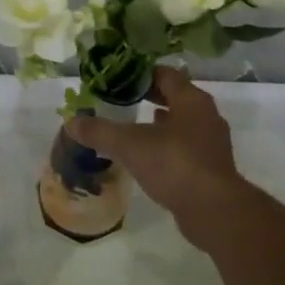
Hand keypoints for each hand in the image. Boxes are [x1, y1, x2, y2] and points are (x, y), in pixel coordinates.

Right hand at [66, 66, 247, 250]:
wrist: (213, 210)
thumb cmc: (174, 164)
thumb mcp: (129, 145)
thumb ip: (100, 131)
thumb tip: (71, 122)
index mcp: (191, 100)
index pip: (166, 75)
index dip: (142, 74)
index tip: (120, 80)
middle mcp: (206, 115)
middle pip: (176, 97)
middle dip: (151, 97)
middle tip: (123, 100)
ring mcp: (212, 143)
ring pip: (183, 123)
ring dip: (161, 122)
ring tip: (134, 126)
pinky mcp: (212, 167)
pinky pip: (187, 147)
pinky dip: (168, 145)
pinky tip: (150, 156)